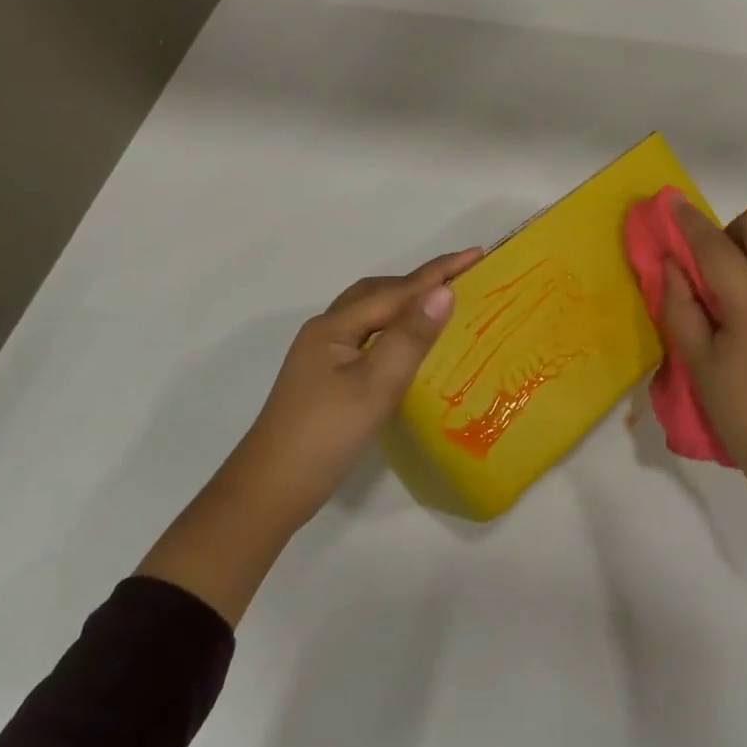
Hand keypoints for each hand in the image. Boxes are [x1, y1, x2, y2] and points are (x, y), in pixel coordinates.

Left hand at [137, 246, 481, 625]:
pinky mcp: (324, 378)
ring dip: (404, 303)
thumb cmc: (325, 436)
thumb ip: (410, 337)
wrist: (269, 492)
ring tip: (439, 305)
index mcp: (335, 326)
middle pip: (378, 294)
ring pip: (370, 314)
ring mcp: (321, 356)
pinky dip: (393, 328)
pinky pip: (367, 336)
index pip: (396, 290)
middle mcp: (325, 331)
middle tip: (461, 279)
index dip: (438, 272)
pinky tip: (407, 345)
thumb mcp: (375, 386)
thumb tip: (443, 292)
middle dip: (419, 281)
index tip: (476, 253)